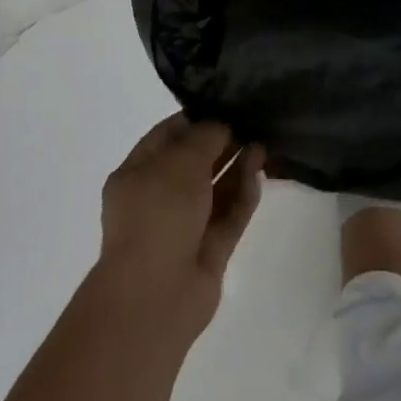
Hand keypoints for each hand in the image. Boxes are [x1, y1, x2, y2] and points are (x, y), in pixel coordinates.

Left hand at [94, 114, 265, 337]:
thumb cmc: (158, 215)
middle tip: (253, 123)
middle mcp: (158, 198)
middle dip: (222, 143)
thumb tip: (222, 126)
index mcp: (136, 174)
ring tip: (263, 145)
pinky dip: (243, 197)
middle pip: (194, 163)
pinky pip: (228, 217)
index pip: (167, 136)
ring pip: (215, 190)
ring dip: (237, 168)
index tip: (226, 104)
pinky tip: (260, 175)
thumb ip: (205, 137)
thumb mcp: (181, 161)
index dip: (196, 119)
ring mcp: (183, 227)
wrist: (155, 296)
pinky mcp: (208, 251)